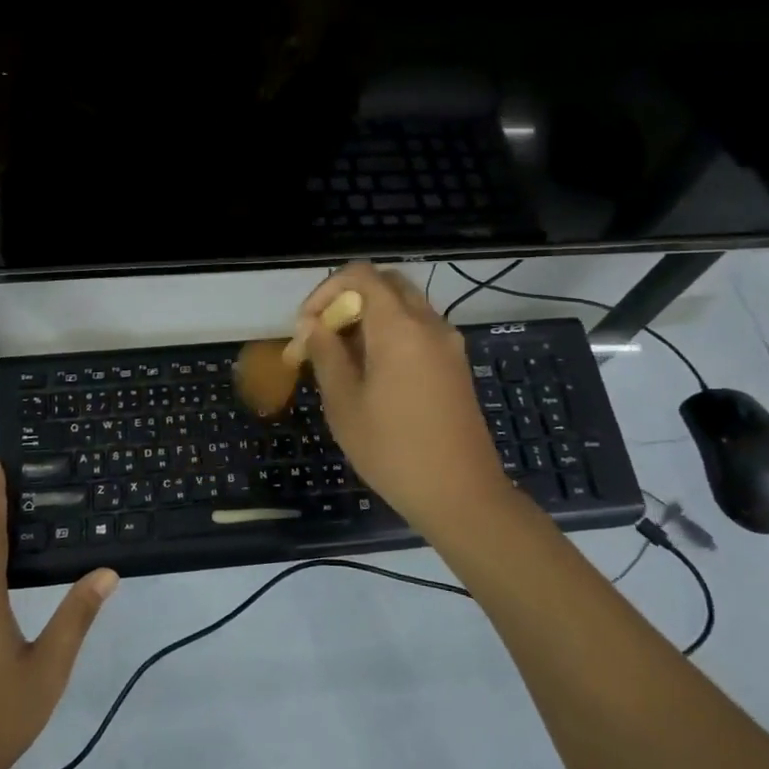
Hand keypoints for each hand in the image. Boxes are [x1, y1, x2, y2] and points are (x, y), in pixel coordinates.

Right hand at [299, 263, 515, 533]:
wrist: (461, 494)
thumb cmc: (392, 450)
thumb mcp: (344, 403)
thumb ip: (326, 354)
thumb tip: (313, 325)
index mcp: (399, 326)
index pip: (361, 275)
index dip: (326, 291)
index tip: (308, 327)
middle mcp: (429, 324)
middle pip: (386, 284)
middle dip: (349, 300)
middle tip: (324, 336)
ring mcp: (448, 344)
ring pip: (404, 306)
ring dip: (369, 318)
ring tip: (342, 358)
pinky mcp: (456, 365)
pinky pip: (419, 329)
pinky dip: (391, 333)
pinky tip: (373, 373)